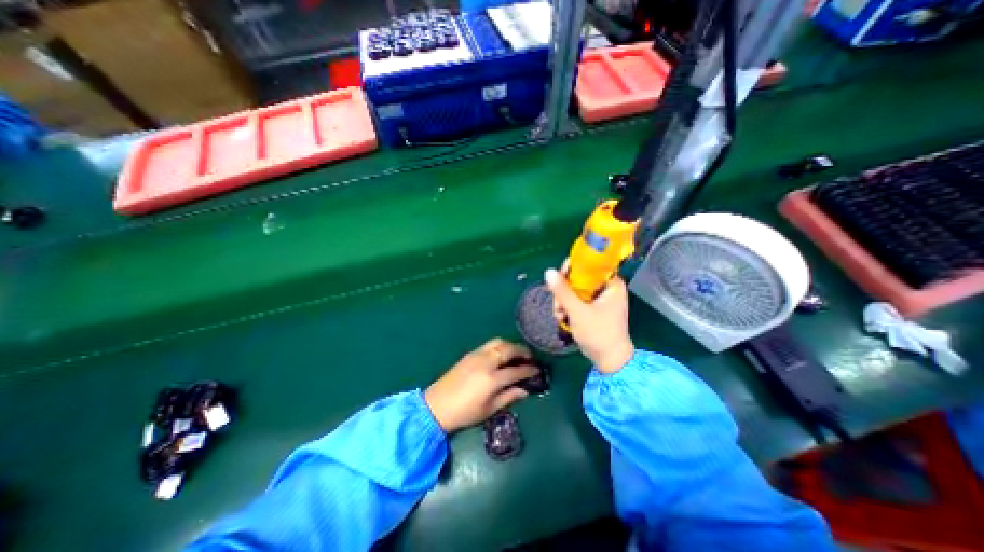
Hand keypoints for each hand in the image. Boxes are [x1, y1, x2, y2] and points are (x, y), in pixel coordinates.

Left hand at [426, 338, 537, 433]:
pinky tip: (501, 354)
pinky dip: (500, 346)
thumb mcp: (489, 409)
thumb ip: (509, 397)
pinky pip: (489, 344)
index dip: (529, 370)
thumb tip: (525, 390)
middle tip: (530, 358)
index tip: (537, 370)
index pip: (516, 370)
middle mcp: (486, 362)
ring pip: (499, 342)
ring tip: (516, 354)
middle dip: (522, 351)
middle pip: (509, 349)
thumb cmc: (465, 413)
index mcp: (492, 379)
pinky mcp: (470, 354)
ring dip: (511, 346)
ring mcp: (477, 355)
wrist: (437, 405)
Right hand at [542, 268, 634, 375]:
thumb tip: (548, 271)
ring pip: (575, 289)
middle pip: (579, 278)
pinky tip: (562, 318)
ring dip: (563, 301)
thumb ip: (563, 291)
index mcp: (611, 284)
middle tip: (558, 305)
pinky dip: (568, 307)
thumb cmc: (598, 334)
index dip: (572, 268)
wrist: (609, 360)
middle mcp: (607, 287)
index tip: (558, 278)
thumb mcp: (578, 312)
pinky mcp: (594, 307)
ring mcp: (600, 298)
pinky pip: (576, 299)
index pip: (590, 265)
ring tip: (559, 315)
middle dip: (564, 291)